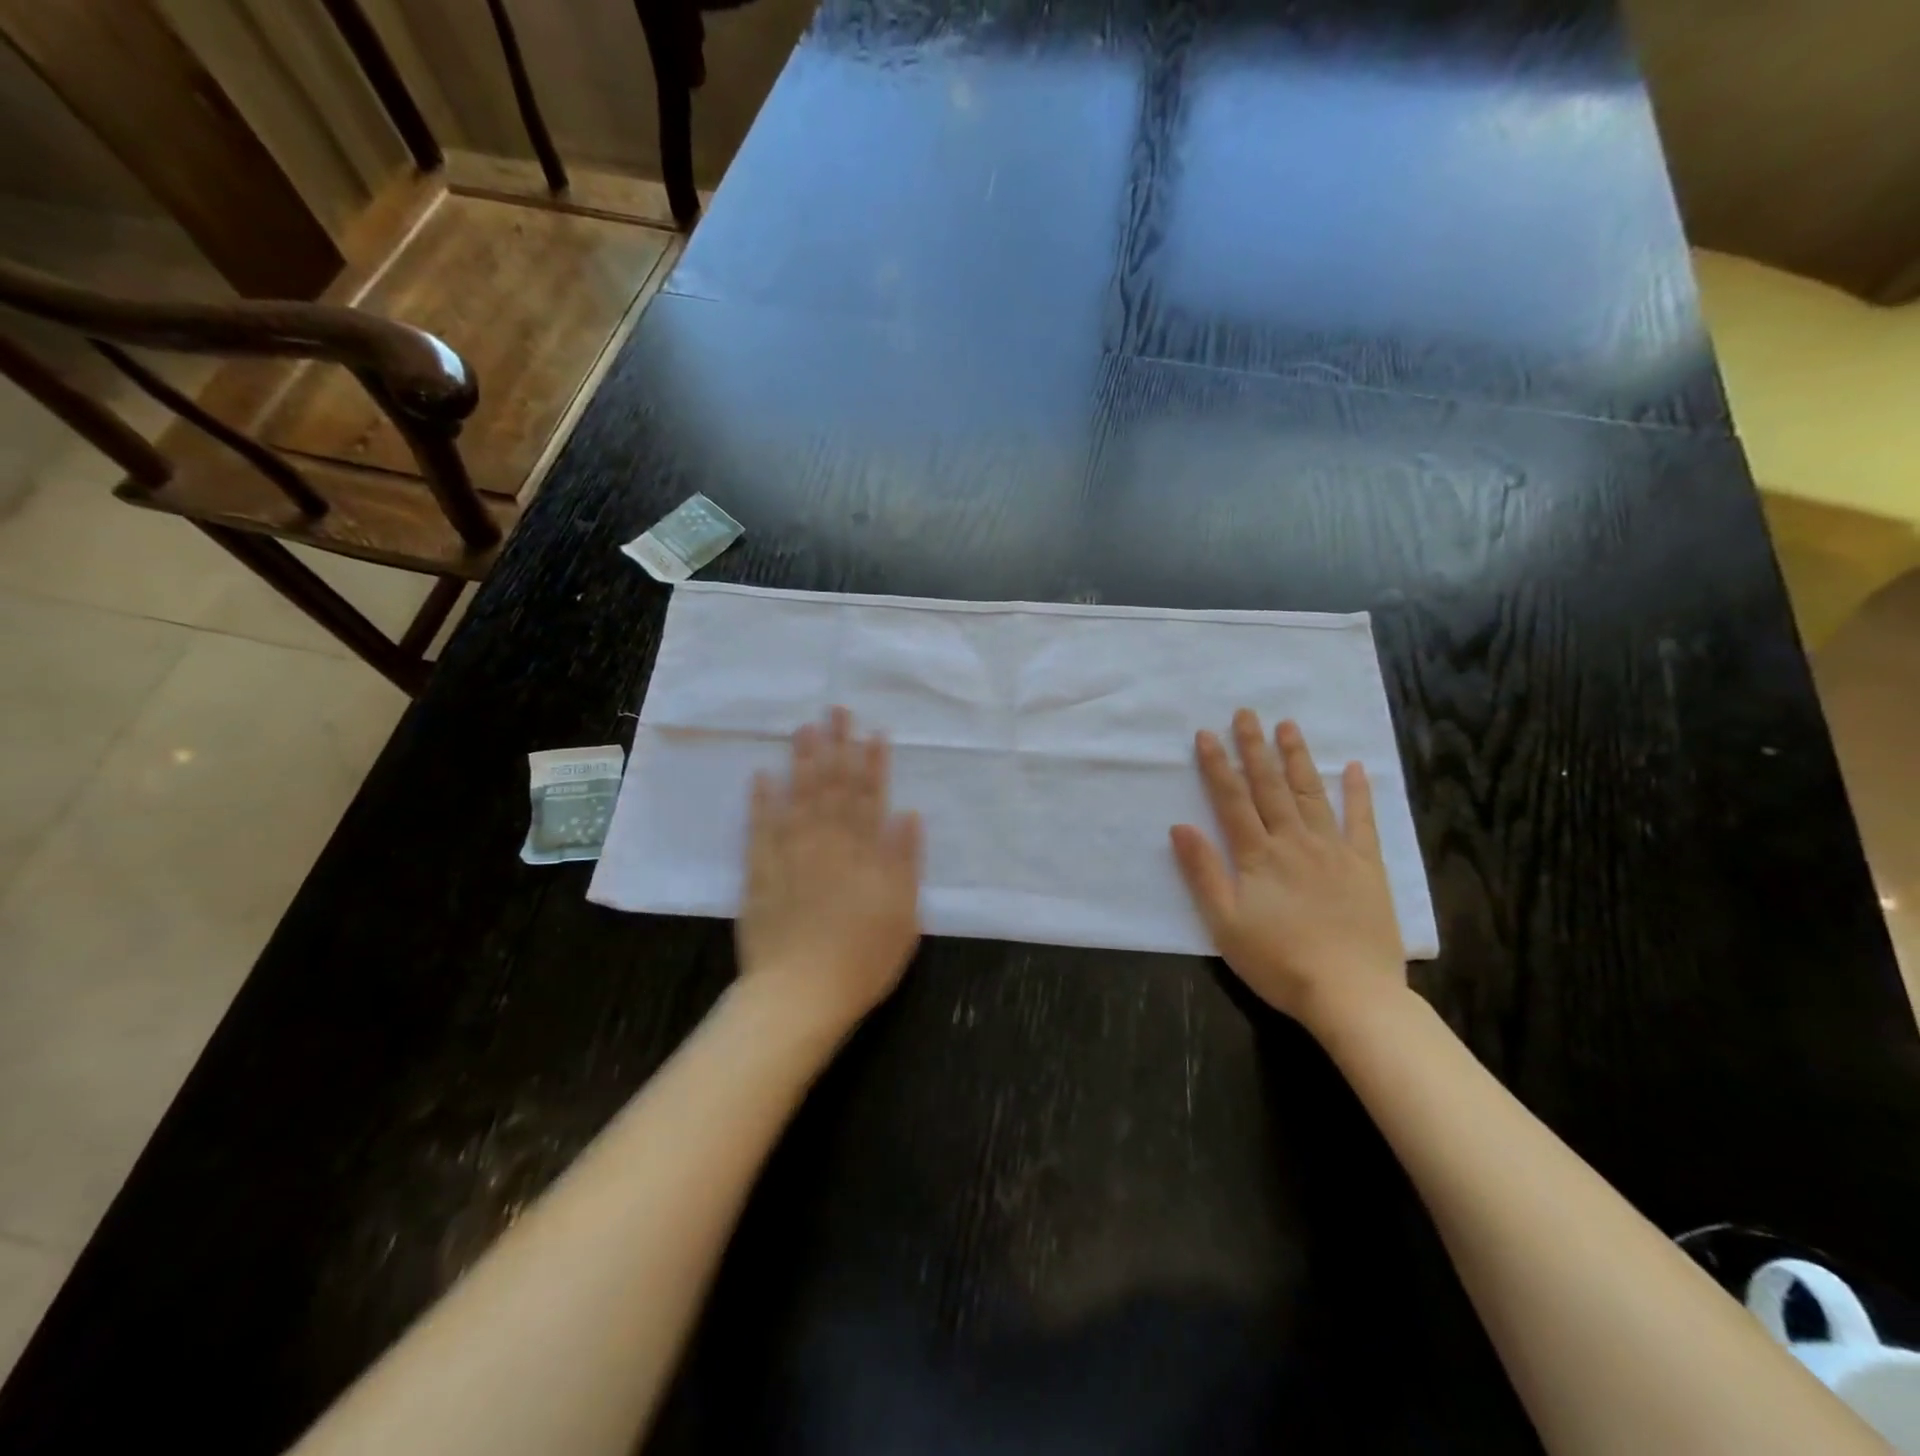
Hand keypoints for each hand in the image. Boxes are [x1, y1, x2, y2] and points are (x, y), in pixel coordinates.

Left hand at [736, 707, 922, 1035]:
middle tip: (836, 710)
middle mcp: (828, 843)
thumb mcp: (903, 915)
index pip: (870, 797)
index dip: (873, 763)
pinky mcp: (760, 872)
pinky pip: (760, 828)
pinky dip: (761, 800)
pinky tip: (762, 775)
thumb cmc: (862, 960)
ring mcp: (791, 855)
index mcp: (864, 853)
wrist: (800, 994)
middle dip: (838, 746)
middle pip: (833, 787)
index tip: (874, 732)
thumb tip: (908, 815)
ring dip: (803, 761)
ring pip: (798, 797)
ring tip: (805, 728)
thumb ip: (904, 862)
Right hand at [1170, 710, 1407, 1035]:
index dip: (1217, 765)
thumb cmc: (1279, 962)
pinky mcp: (1367, 866)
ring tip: (1288, 726)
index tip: (1206, 734)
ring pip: (1311, 794)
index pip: (1232, 800)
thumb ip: (1203, 872)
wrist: (1351, 994)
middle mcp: (1294, 842)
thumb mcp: (1225, 924)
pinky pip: (1362, 821)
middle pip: (1270, 787)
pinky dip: (1358, 793)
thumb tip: (1180, 826)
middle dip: (1255, 748)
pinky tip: (1355, 768)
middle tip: (1247, 713)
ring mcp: (1334, 850)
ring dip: (1297, 758)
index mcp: (1258, 856)